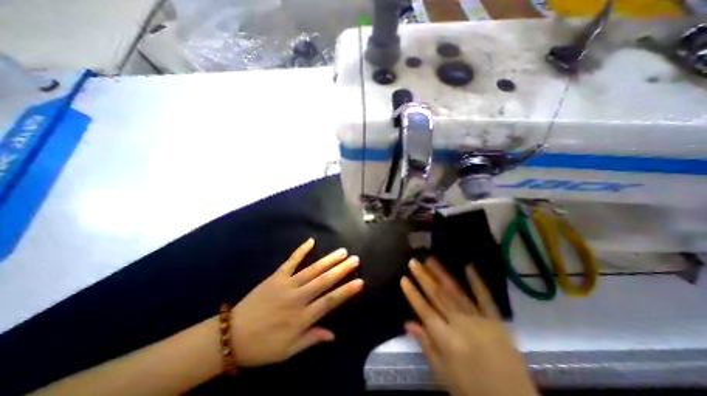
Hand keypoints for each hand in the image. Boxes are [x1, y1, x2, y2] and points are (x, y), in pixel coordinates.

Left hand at [232, 236, 363, 366]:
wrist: (231, 335)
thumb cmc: (262, 346)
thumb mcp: (288, 351)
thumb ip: (312, 339)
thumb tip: (333, 335)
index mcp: (301, 318)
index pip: (329, 302)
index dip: (345, 291)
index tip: (360, 281)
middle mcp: (297, 298)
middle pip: (324, 281)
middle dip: (341, 269)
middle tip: (355, 259)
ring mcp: (286, 284)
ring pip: (312, 269)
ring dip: (328, 260)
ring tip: (342, 251)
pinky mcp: (276, 276)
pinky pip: (291, 261)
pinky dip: (301, 250)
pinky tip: (311, 241)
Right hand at [404, 256, 536, 394]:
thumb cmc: (471, 390)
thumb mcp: (442, 373)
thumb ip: (425, 344)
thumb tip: (407, 323)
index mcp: (446, 339)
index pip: (424, 310)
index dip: (412, 294)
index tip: (403, 278)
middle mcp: (460, 324)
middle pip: (438, 296)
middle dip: (423, 277)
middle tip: (413, 262)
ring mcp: (479, 319)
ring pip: (456, 291)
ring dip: (442, 274)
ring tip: (430, 260)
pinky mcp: (496, 320)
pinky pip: (485, 297)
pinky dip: (477, 281)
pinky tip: (468, 266)